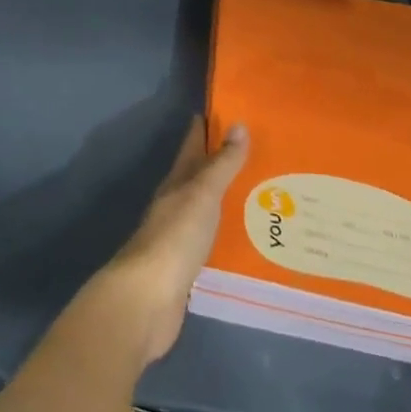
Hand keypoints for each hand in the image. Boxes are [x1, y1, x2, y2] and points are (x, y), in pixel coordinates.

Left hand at [104, 117, 248, 365]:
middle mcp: (175, 204)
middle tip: (258, 154)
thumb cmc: (175, 238)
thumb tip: (238, 124)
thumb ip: (221, 164)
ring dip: (227, 199)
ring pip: (206, 208)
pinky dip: (227, 233)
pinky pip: (212, 240)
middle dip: (222, 164)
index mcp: (176, 183)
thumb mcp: (202, 195)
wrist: (149, 298)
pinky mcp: (187, 266)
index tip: (229, 113)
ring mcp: (179, 236)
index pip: (192, 146)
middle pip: (199, 176)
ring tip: (262, 196)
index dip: (206, 128)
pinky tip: (247, 239)